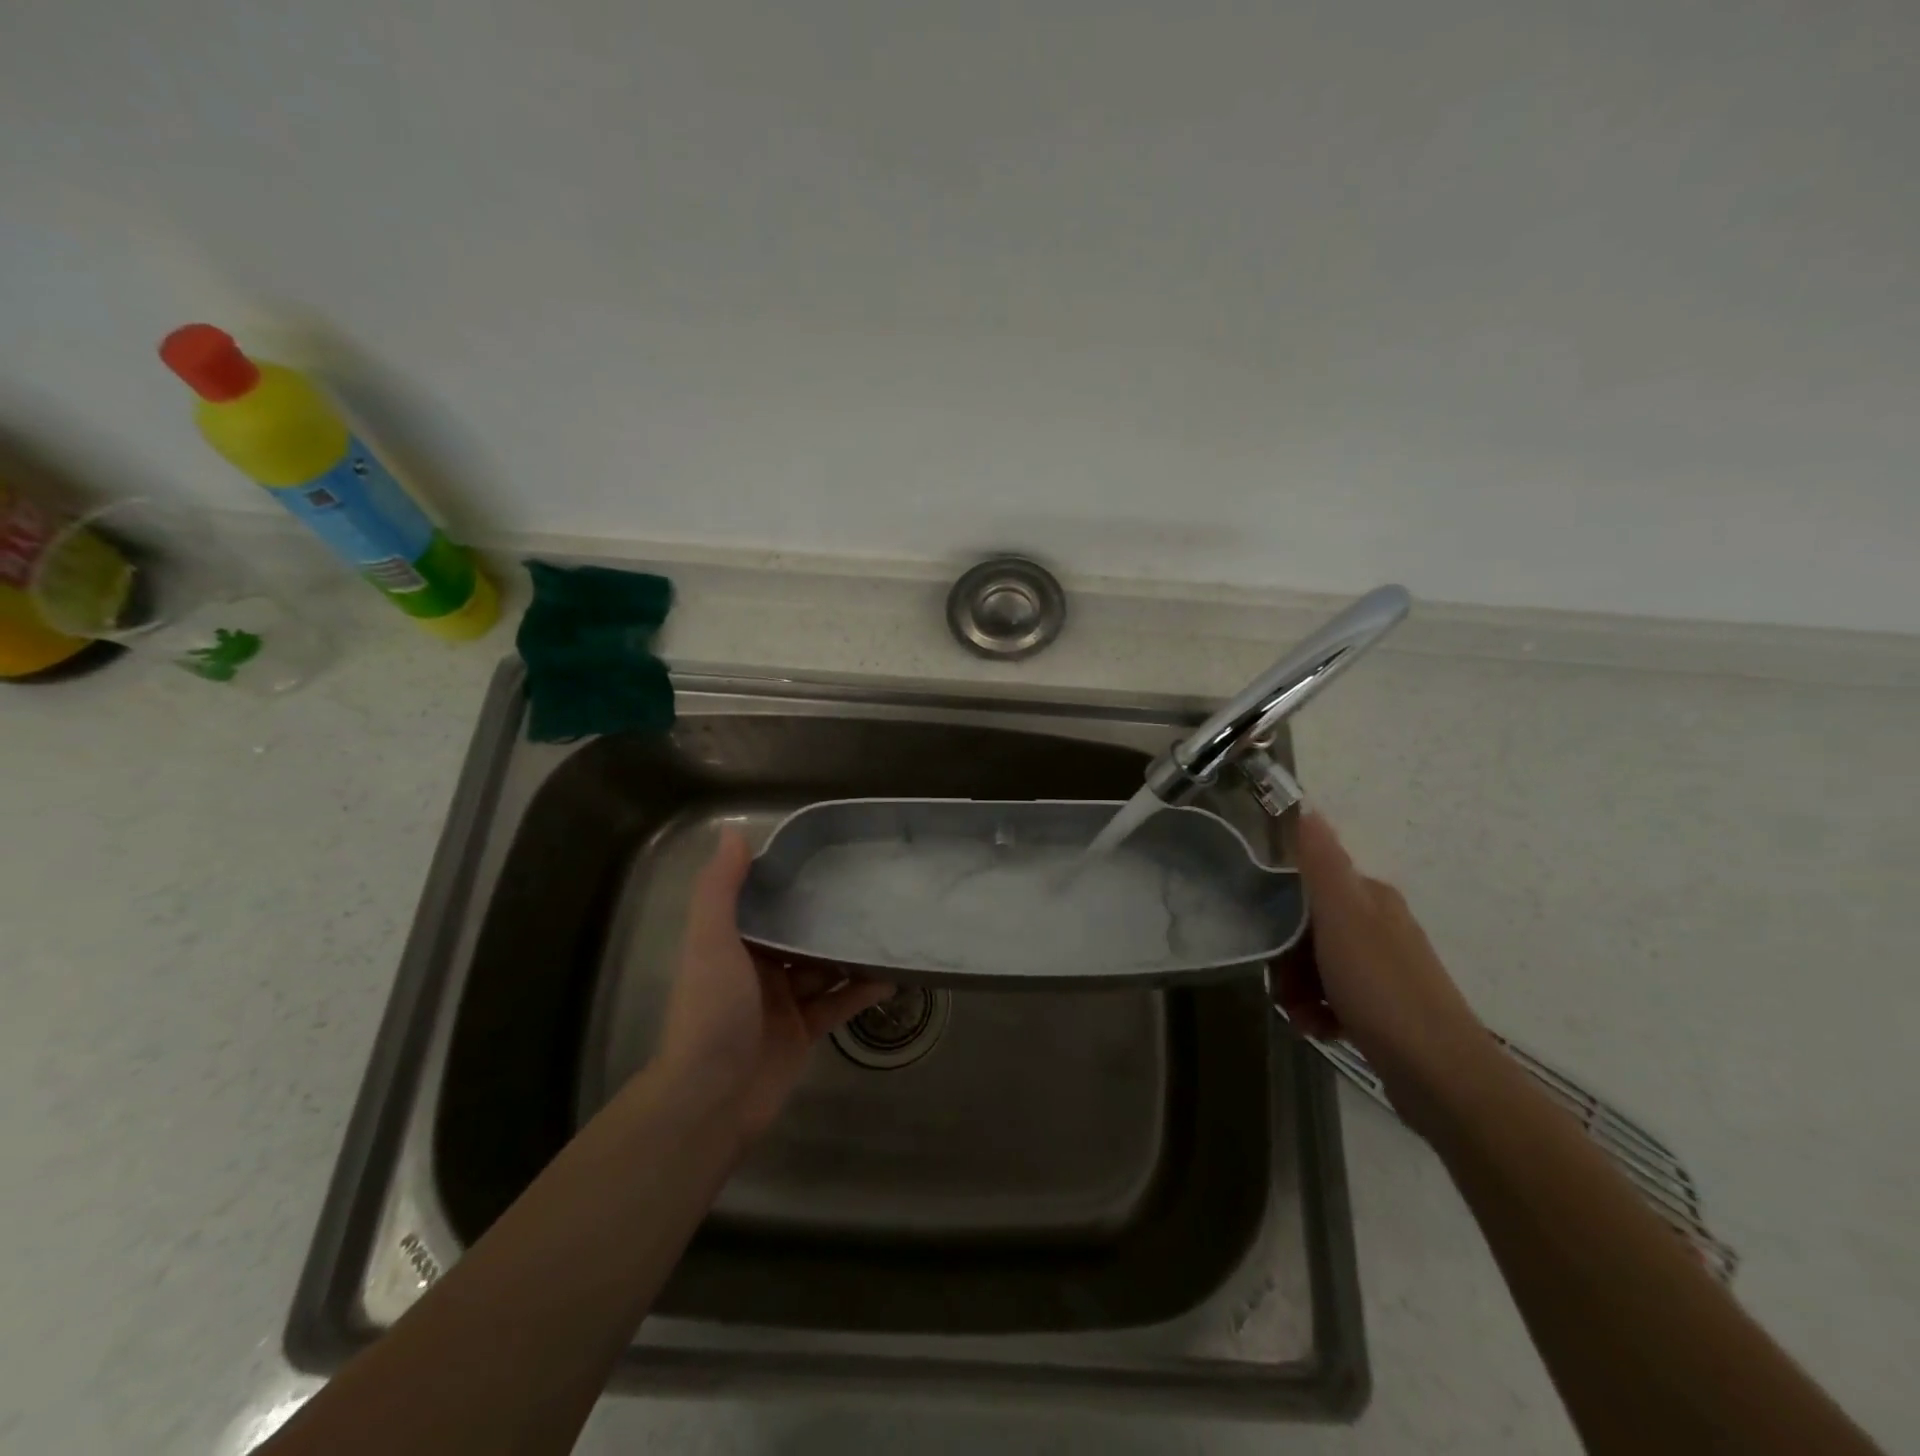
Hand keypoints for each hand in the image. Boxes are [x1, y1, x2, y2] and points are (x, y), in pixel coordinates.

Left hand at [657, 830, 893, 1144]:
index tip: (829, 857)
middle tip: (872, 891)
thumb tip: (735, 832)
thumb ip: (721, 889)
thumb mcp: (710, 941)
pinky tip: (892, 976)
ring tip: (889, 927)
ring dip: (850, 953)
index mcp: (733, 943)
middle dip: (829, 916)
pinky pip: (838, 1005)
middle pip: (799, 934)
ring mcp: (782, 1003)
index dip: (792, 881)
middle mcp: (757, 969)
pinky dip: (861, 991)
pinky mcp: (804, 1033)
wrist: (710, 1099)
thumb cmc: (711, 1011)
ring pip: (823, 968)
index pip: (766, 902)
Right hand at [1277, 806, 1491, 1126]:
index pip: (1308, 883)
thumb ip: (1321, 865)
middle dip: (1286, 954)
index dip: (1279, 904)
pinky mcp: (1384, 1009)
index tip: (1262, 930)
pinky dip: (1319, 1012)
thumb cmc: (1382, 990)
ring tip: (1297, 1013)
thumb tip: (1307, 807)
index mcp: (1369, 899)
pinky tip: (1316, 1029)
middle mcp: (1378, 926)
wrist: (1441, 1077)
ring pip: (1318, 965)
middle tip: (1279, 982)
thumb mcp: (1342, 920)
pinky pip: (1335, 998)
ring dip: (1298, 987)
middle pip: (1309, 926)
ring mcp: (1383, 969)